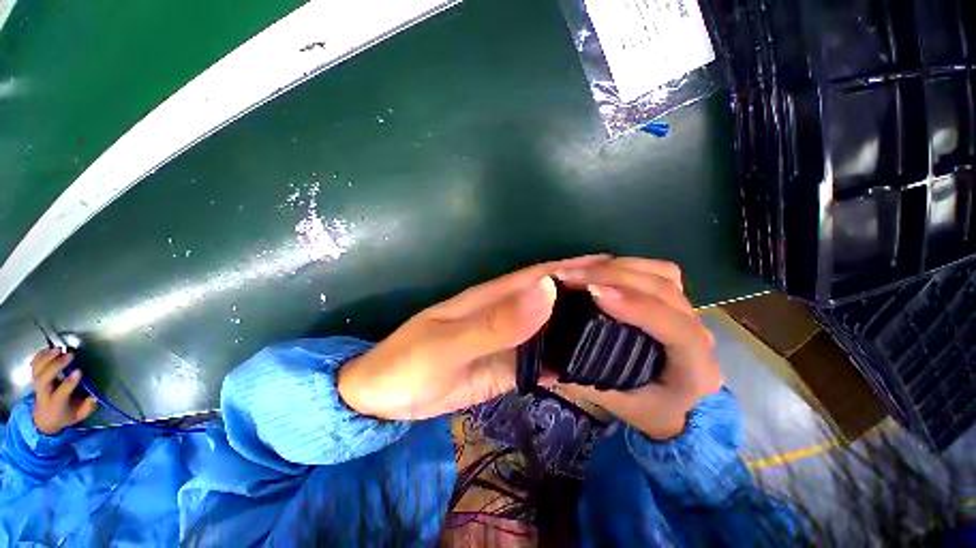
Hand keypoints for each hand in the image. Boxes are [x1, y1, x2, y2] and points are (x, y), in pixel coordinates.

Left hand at [30, 348, 97, 434]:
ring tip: (59, 349)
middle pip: (44, 378)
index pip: (61, 393)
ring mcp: (38, 385)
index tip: (79, 371)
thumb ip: (87, 407)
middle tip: (70, 355)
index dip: (69, 382)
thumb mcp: (78, 415)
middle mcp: (43, 394)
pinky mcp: (36, 378)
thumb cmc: (65, 415)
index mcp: (55, 404)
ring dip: (47, 358)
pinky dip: (40, 356)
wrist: (44, 418)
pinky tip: (48, 350)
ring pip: (38, 370)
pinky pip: (34, 365)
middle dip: (56, 366)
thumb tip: (95, 396)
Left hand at [338, 255, 609, 420]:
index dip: (579, 268)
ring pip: (556, 328)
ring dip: (588, 328)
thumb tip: (548, 289)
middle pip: (557, 299)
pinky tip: (597, 368)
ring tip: (632, 335)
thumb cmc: (407, 365)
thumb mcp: (448, 344)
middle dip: (593, 296)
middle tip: (640, 303)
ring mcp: (511, 341)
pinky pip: (547, 359)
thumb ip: (497, 322)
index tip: (620, 269)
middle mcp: (509, 314)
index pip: (543, 275)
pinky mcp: (510, 366)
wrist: (384, 398)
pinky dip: (571, 360)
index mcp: (494, 297)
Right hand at [554, 257, 721, 439]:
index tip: (594, 293)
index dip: (637, 306)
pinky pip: (658, 271)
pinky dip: (629, 264)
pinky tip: (600, 267)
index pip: (677, 331)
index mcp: (695, 371)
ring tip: (580, 269)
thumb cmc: (645, 408)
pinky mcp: (676, 300)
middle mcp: (701, 337)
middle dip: (616, 277)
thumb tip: (537, 358)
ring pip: (664, 275)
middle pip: (666, 291)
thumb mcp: (613, 402)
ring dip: (620, 266)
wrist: (672, 404)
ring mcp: (691, 312)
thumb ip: (578, 379)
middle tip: (571, 276)